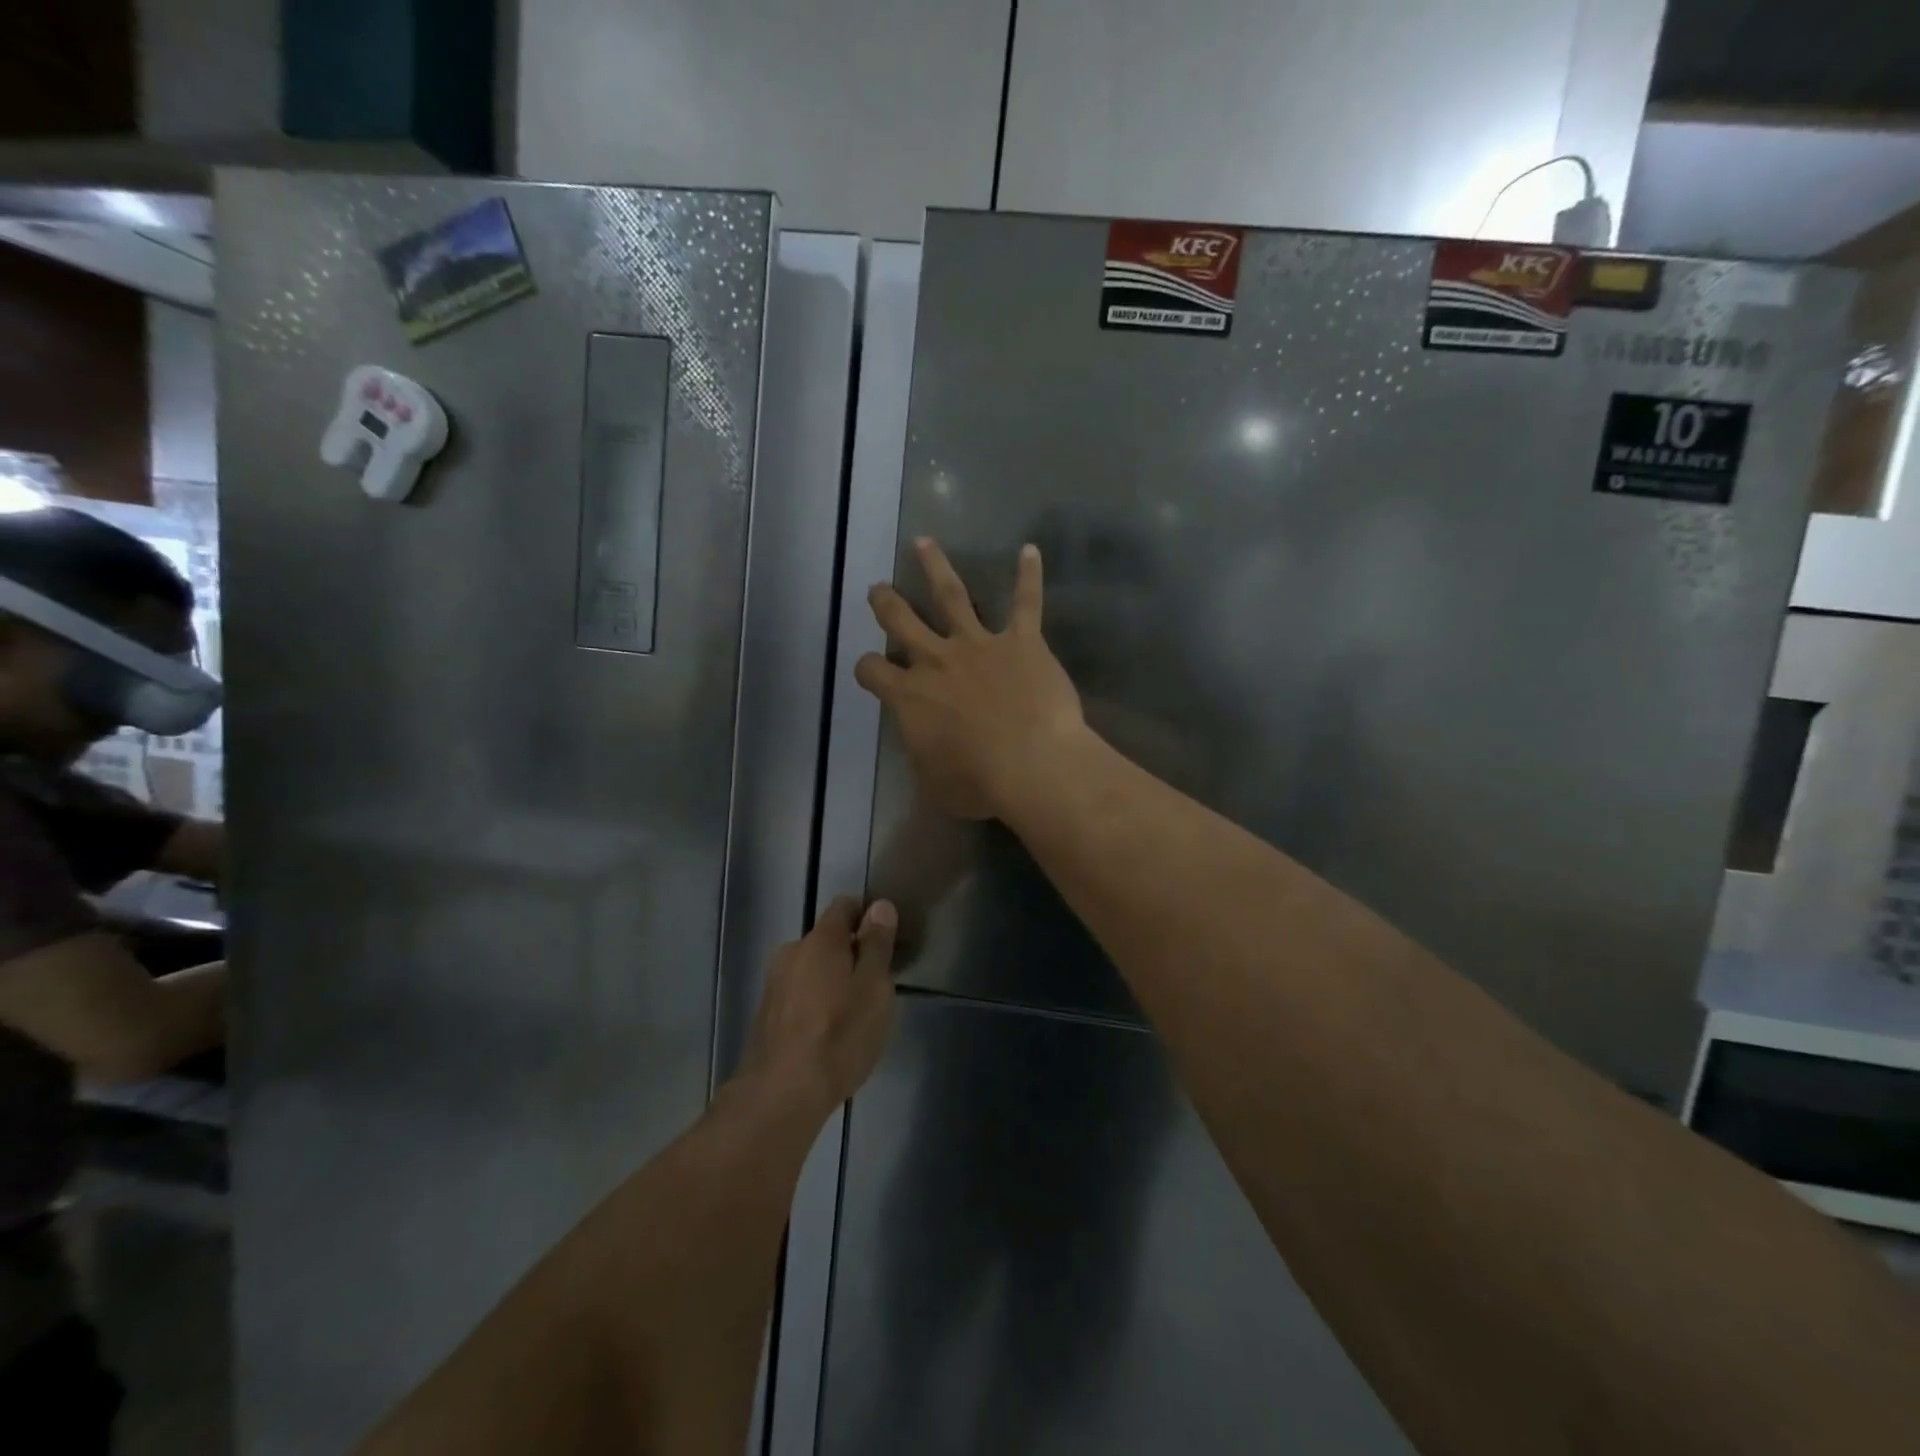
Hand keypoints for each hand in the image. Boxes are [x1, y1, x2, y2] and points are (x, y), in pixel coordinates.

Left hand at [738, 897, 898, 1109]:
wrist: (781, 1094)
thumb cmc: (839, 1035)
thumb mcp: (874, 989)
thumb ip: (877, 945)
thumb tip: (880, 906)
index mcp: (820, 940)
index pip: (844, 906)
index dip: (866, 916)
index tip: (884, 940)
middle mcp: (791, 952)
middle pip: (826, 939)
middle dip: (850, 953)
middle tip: (874, 985)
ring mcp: (774, 983)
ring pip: (811, 969)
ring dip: (831, 980)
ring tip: (853, 1014)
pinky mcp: (765, 1014)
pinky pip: (798, 994)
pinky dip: (815, 1003)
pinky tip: (828, 1033)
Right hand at [855, 538, 1088, 820]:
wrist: (1031, 764)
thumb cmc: (978, 782)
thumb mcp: (934, 785)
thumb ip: (924, 758)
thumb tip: (926, 750)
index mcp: (910, 696)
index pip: (873, 672)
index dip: (869, 669)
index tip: (872, 670)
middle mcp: (937, 660)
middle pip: (901, 621)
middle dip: (887, 603)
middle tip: (878, 589)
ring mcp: (979, 645)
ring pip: (951, 595)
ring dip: (935, 566)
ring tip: (924, 543)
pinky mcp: (1021, 642)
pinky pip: (1026, 603)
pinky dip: (1029, 576)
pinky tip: (1030, 550)